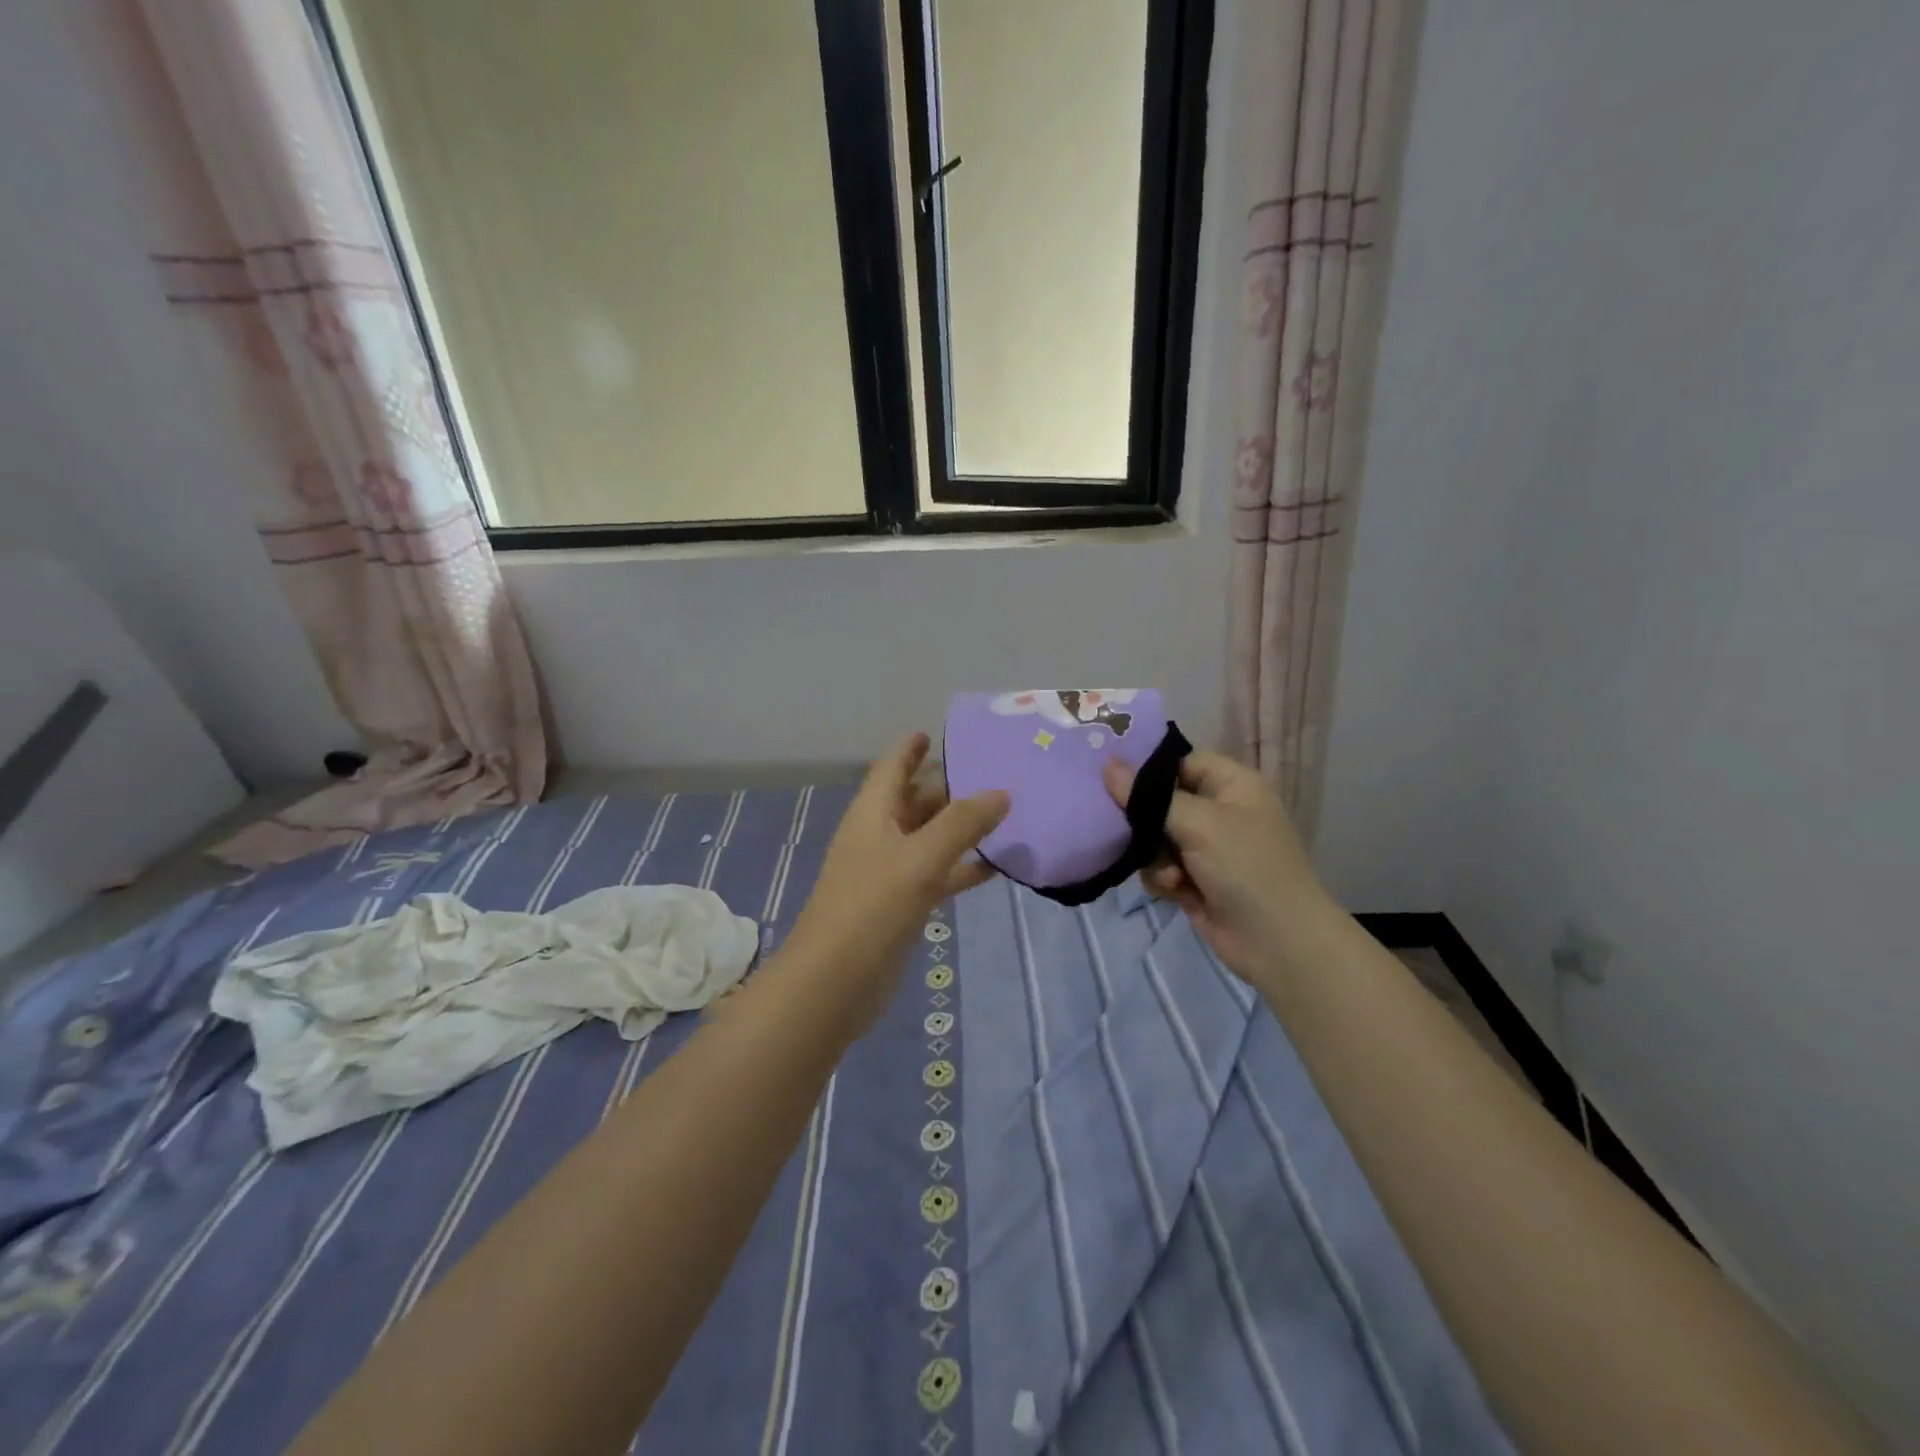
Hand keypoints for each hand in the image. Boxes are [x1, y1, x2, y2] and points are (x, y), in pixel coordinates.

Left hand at [784, 734, 1008, 1032]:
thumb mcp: (919, 859)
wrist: (834, 984)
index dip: (909, 749)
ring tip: (1004, 813)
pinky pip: (936, 875)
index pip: (891, 768)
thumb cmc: (871, 908)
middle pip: (914, 801)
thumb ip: (961, 824)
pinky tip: (995, 866)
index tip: (934, 732)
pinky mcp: (901, 906)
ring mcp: (889, 873)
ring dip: (959, 828)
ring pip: (928, 838)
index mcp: (872, 815)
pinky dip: (961, 868)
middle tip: (993, 772)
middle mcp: (879, 837)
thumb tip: (1001, 792)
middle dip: (947, 787)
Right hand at [1104, 750, 1333, 984]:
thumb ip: (1149, 796)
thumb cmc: (1245, 866)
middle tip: (1130, 831)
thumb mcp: (1198, 823)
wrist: (1278, 941)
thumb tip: (1107, 765)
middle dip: (1147, 823)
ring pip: (1155, 838)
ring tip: (1171, 875)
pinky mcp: (1196, 880)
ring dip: (1155, 857)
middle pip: (1163, 802)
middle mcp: (1220, 811)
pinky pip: (1160, 867)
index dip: (1150, 771)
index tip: (1113, 780)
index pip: (1181, 762)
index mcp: (1233, 785)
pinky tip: (1175, 892)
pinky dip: (1163, 878)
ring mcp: (1208, 848)